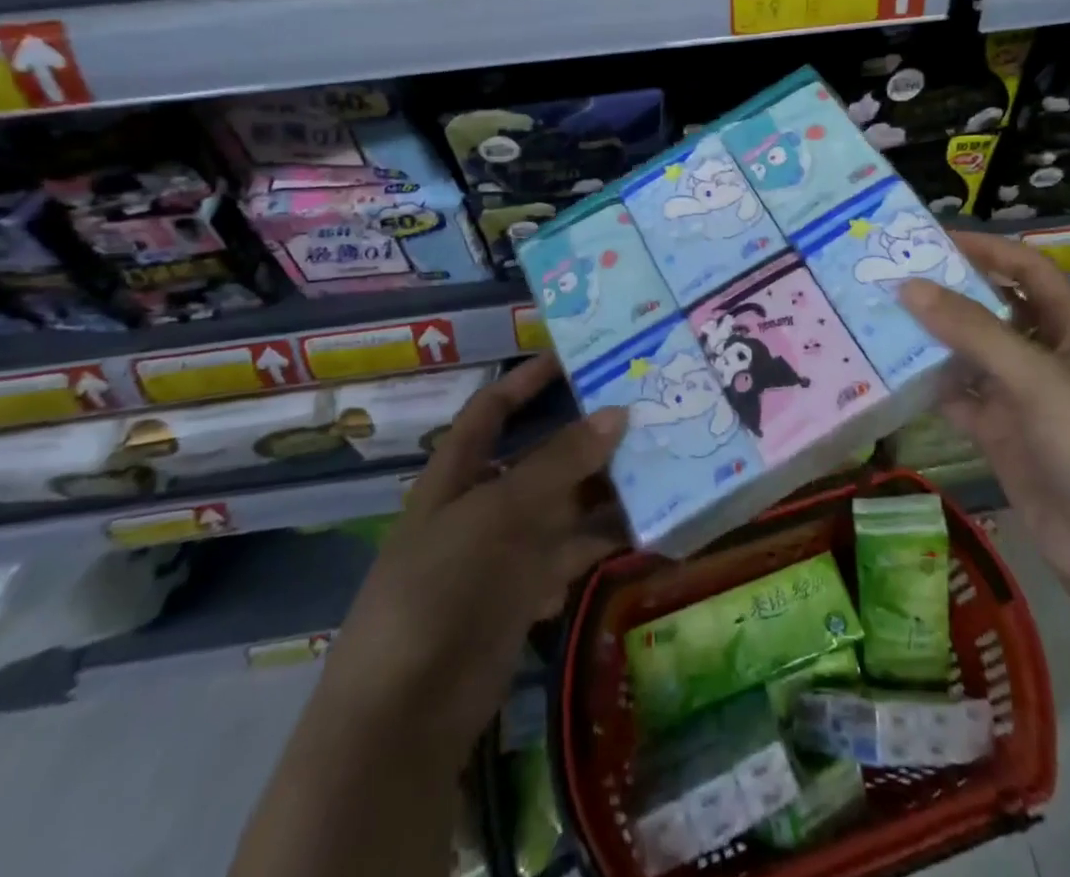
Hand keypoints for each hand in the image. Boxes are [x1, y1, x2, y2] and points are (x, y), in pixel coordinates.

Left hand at [318, 355, 628, 760]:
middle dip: (588, 436)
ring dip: (607, 488)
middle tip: (645, 410)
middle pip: (542, 456)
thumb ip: (560, 462)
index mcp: (458, 472)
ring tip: (662, 464)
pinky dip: (606, 540)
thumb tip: (618, 412)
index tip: (576, 356)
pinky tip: (648, 528)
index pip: (492, 409)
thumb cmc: (442, 587)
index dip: (527, 379)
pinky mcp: (528, 591)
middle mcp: (484, 502)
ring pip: (566, 504)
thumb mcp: (499, 512)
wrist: (407, 713)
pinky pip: (575, 551)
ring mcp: (506, 549)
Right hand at [899, 233, 1069, 607]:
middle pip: (993, 308)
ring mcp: (1022, 398)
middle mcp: (1046, 356)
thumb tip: (908, 286)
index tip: (931, 240)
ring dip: (933, 338)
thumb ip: (971, 331)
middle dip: (949, 291)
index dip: (986, 249)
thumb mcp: (1036, 378)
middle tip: (891, 275)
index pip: (1027, 270)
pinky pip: (959, 398)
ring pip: (970, 354)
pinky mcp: (1002, 435)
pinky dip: (930, 386)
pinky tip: (892, 374)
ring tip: (880, 317)